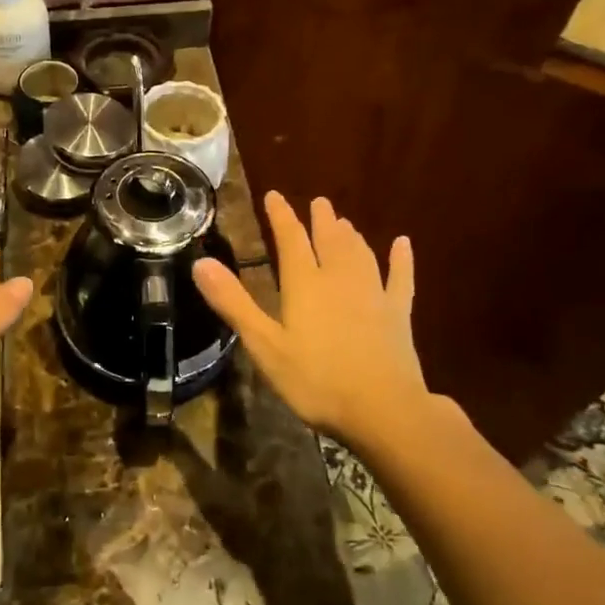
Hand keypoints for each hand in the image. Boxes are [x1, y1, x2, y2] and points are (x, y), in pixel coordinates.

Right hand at [191, 192, 465, 449]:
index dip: (281, 216)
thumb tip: (200, 263)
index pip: (290, 239)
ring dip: (350, 235)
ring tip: (344, 221)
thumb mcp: (264, 345)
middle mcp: (339, 279)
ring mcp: (373, 294)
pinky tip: (403, 244)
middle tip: (319, 202)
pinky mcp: (398, 314)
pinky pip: (400, 278)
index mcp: (304, 284)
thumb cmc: (315, 380)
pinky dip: (401, 259)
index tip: (274, 196)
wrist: (383, 409)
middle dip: (321, 220)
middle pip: (329, 240)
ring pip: (360, 254)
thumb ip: (233, 303)